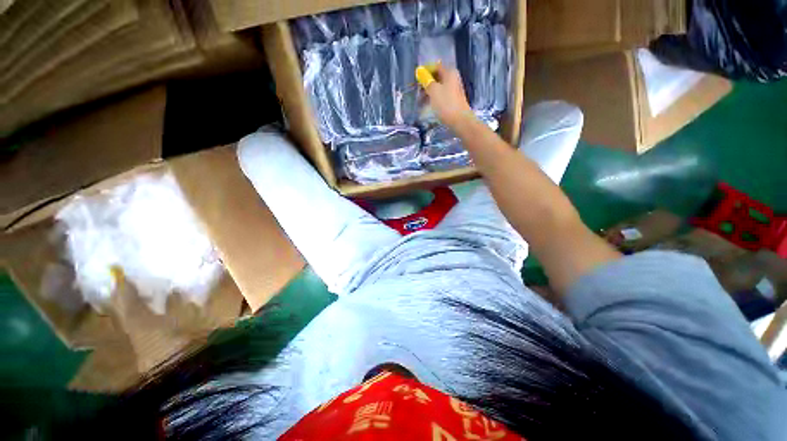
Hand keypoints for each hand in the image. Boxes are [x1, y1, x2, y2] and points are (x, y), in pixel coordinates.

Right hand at [418, 64, 474, 128]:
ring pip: (438, 87)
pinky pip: (441, 95)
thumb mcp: (433, 91)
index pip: (435, 67)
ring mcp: (454, 90)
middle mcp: (453, 79)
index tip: (416, 80)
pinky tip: (428, 105)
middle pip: (437, 77)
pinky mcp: (453, 100)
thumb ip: (426, 81)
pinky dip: (434, 99)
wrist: (460, 120)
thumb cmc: (446, 104)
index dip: (425, 72)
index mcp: (449, 72)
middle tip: (417, 93)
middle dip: (426, 84)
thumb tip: (420, 71)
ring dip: (429, 93)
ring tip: (421, 102)